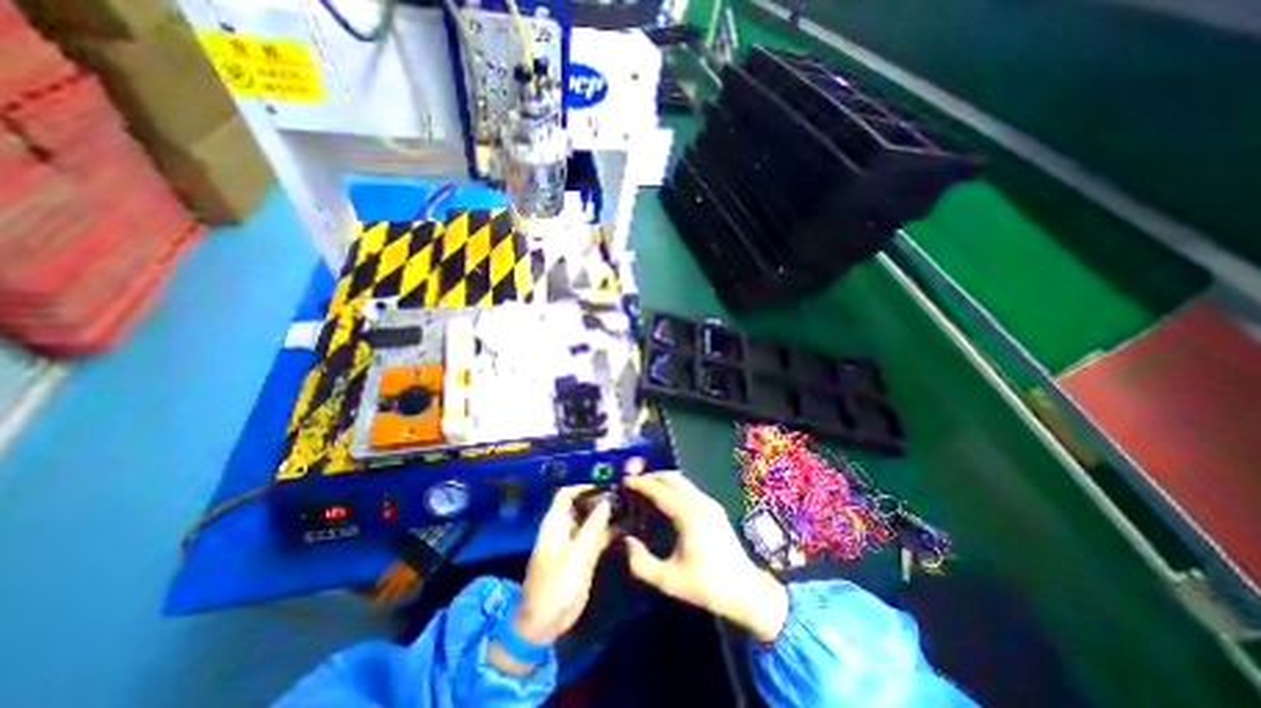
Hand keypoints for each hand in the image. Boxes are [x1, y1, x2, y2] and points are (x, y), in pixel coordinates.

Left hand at [485, 486, 617, 673]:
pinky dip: (612, 529)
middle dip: (602, 496)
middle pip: (584, 503)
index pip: (568, 493)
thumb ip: (593, 526)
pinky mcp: (587, 554)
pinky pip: (600, 535)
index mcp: (556, 522)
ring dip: (610, 512)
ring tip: (632, 502)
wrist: (545, 622)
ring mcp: (578, 540)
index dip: (584, 484)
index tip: (607, 480)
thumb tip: (607, 500)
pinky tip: (630, 523)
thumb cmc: (554, 584)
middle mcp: (567, 526)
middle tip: (626, 489)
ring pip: (594, 519)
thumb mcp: (575, 554)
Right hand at [622, 474, 783, 644]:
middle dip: (651, 477)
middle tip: (634, 483)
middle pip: (672, 478)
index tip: (625, 481)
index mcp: (689, 516)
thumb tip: (626, 541)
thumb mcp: (669, 580)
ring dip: (663, 481)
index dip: (641, 483)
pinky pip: (689, 489)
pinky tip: (665, 500)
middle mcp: (700, 502)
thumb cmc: (706, 586)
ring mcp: (710, 503)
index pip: (660, 490)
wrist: (746, 590)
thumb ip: (642, 563)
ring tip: (646, 490)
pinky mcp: (714, 508)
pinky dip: (673, 487)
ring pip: (682, 481)